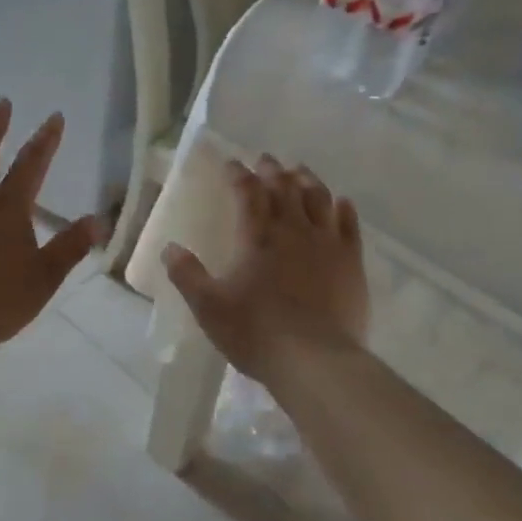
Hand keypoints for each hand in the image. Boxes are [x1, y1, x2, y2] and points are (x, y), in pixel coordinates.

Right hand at [161, 155, 368, 385]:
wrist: (315, 361)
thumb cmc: (256, 332)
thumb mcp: (208, 306)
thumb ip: (187, 274)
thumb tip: (169, 248)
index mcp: (257, 236)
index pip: (247, 191)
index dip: (238, 174)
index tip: (231, 164)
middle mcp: (293, 229)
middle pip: (284, 187)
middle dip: (272, 169)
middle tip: (265, 159)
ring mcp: (327, 243)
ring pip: (319, 198)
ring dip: (307, 180)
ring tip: (300, 170)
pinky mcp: (352, 262)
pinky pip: (350, 225)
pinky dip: (344, 208)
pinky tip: (341, 202)